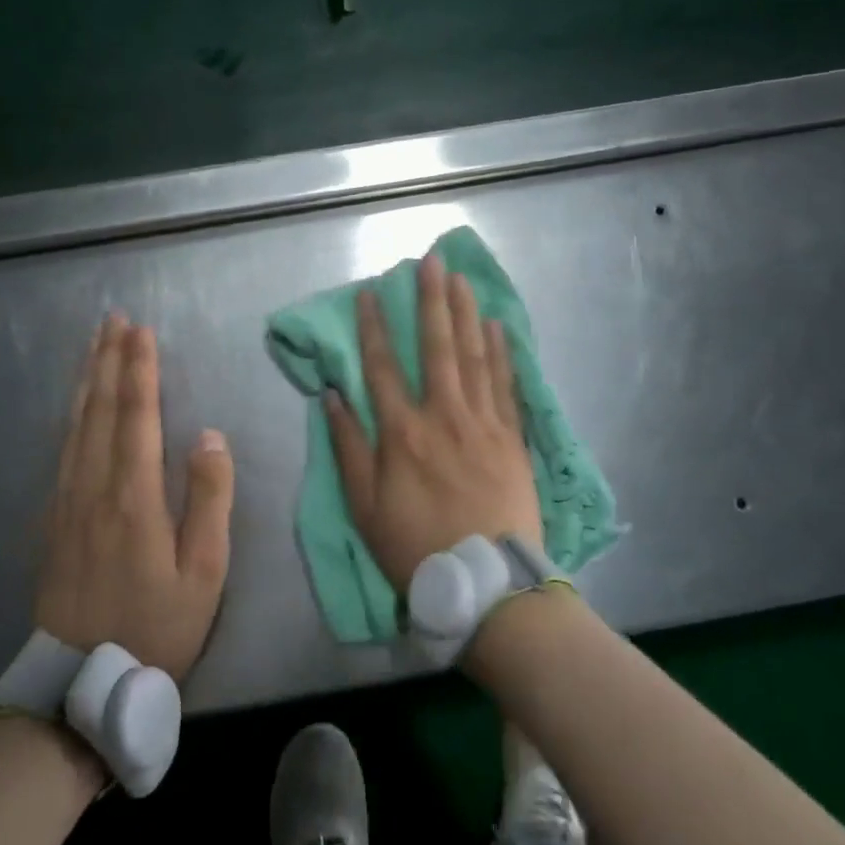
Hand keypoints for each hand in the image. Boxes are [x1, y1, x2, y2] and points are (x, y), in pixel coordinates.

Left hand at [34, 315, 234, 680]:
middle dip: (109, 360)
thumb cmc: (156, 627)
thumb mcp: (204, 572)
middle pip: (101, 409)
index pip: (138, 417)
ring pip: (76, 425)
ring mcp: (67, 502)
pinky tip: (75, 404)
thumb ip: (210, 499)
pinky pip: (62, 450)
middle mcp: (94, 487)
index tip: (142, 331)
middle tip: (113, 319)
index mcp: (133, 496)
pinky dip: (71, 415)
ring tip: (94, 344)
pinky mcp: (52, 519)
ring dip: (87, 379)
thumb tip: (210, 436)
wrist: (81, 686)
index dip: (140, 371)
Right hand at [324, 254, 542, 589]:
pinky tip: (497, 324)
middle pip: (436, 346)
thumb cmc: (416, 546)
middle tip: (430, 260)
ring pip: (473, 355)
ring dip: (465, 313)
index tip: (371, 292)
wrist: (488, 583)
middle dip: (431, 300)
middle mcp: (442, 415)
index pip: (382, 367)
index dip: (373, 327)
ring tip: (461, 278)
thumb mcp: (365, 507)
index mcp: (402, 432)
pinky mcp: (511, 436)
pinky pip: (505, 383)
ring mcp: (482, 422)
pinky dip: (502, 351)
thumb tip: (333, 396)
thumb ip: (349, 448)